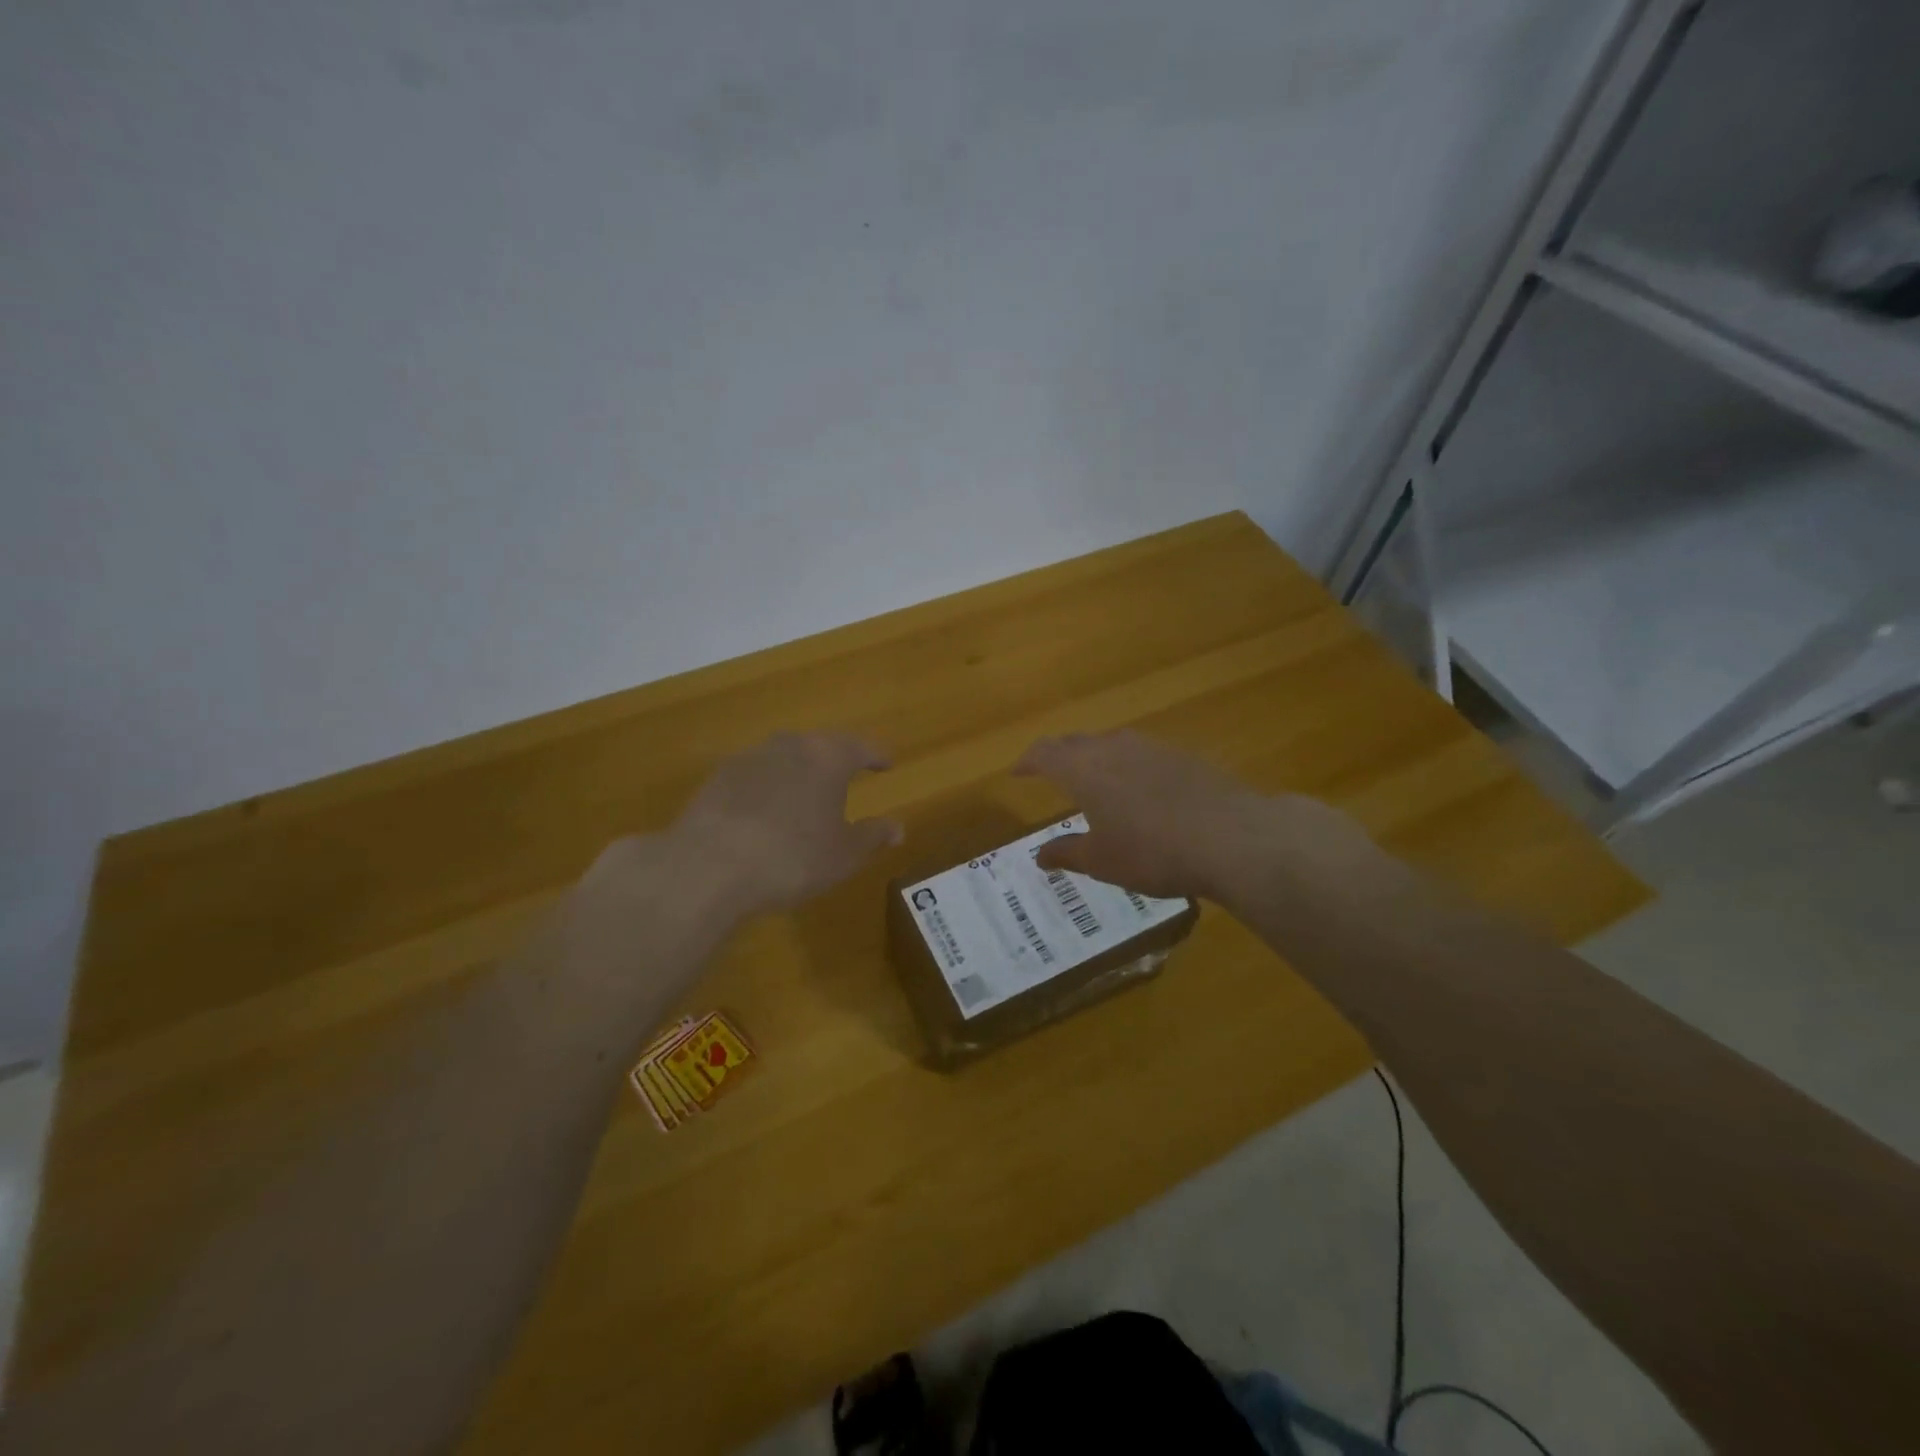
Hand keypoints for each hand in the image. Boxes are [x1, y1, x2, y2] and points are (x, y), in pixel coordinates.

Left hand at [667, 731, 902, 918]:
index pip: (862, 747)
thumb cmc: (793, 858)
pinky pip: (754, 776)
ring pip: (783, 757)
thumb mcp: (844, 854)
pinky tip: (765, 812)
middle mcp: (789, 746)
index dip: (877, 755)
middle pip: (820, 745)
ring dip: (798, 771)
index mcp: (828, 757)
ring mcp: (748, 758)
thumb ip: (873, 836)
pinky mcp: (716, 778)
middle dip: (835, 759)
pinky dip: (766, 788)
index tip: (888, 763)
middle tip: (846, 775)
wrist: (708, 867)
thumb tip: (897, 827)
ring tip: (804, 795)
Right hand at [1015, 730, 1375, 906]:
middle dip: (1058, 756)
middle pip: (1075, 742)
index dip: (1027, 762)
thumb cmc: (1153, 852)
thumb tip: (1040, 855)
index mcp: (1083, 770)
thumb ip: (1067, 853)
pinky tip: (1140, 789)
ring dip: (1094, 758)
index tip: (1017, 773)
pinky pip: (1141, 753)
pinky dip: (1127, 765)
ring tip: (1094, 780)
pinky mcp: (1182, 755)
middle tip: (1049, 773)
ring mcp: (1151, 746)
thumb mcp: (1103, 861)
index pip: (1044, 753)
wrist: (1232, 836)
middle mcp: (1113, 747)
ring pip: (1110, 743)